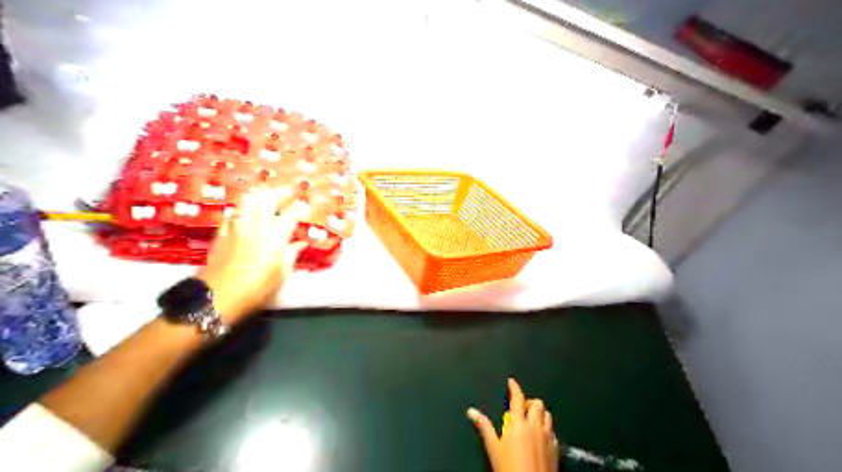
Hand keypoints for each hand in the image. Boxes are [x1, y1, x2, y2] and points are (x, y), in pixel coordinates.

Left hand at [200, 188, 307, 324]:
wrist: (219, 295)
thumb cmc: (257, 288)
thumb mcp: (281, 274)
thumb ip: (291, 254)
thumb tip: (300, 243)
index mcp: (275, 236)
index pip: (291, 214)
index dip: (300, 208)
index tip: (306, 205)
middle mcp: (256, 225)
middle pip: (268, 199)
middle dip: (280, 192)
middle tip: (288, 192)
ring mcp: (237, 226)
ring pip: (248, 201)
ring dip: (260, 195)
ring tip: (267, 196)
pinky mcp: (222, 231)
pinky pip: (233, 211)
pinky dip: (243, 207)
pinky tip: (246, 211)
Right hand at [467, 378, 556, 471]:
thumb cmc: (509, 467)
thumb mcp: (493, 448)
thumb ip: (484, 427)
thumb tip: (471, 411)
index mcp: (519, 423)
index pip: (518, 399)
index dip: (515, 388)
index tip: (512, 382)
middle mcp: (535, 426)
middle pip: (537, 404)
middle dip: (529, 402)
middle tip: (521, 408)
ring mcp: (548, 437)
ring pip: (548, 415)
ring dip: (540, 414)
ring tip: (531, 420)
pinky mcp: (556, 449)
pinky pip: (553, 431)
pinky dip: (547, 428)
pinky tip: (541, 436)